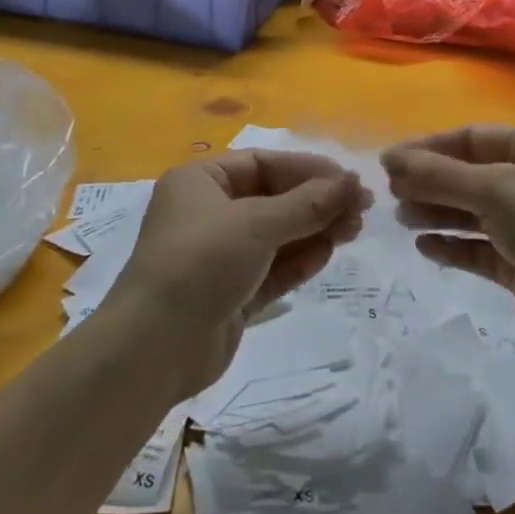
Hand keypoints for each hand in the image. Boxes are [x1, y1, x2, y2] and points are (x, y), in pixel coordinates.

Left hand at [105, 151, 367, 394]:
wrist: (153, 349)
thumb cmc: (200, 263)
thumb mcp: (256, 224)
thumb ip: (308, 203)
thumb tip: (354, 181)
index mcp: (201, 182)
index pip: (262, 164)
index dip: (307, 169)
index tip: (348, 180)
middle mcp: (209, 213)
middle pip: (273, 198)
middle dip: (317, 202)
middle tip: (361, 209)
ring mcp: (220, 256)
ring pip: (277, 234)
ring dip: (314, 230)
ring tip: (354, 230)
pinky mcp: (231, 293)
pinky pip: (272, 268)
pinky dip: (300, 259)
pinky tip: (329, 253)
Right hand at [383, 126, 514, 356]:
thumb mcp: (495, 189)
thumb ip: (439, 175)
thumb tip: (390, 158)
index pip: (473, 138)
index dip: (429, 148)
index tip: (388, 162)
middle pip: (471, 174)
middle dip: (431, 182)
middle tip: (390, 193)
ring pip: (474, 212)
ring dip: (438, 212)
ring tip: (401, 218)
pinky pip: (481, 248)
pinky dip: (454, 245)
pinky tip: (425, 247)